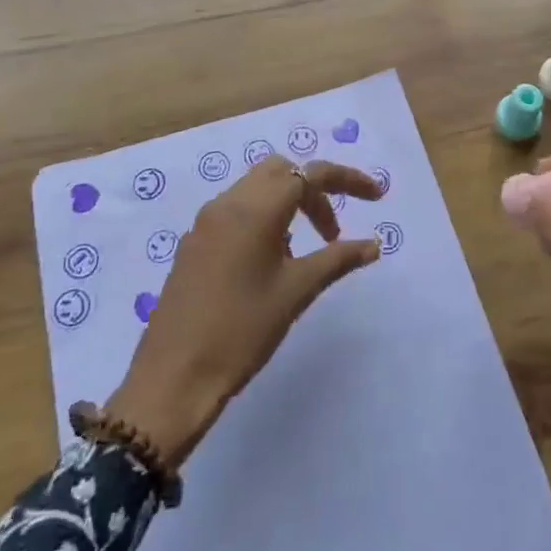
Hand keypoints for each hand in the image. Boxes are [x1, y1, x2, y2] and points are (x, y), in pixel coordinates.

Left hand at [107, 156, 382, 467]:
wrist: (173, 378)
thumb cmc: (242, 331)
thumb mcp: (296, 292)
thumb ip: (337, 259)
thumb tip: (373, 245)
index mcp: (256, 209)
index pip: (310, 174)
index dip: (347, 179)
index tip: (376, 196)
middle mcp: (228, 203)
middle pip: (281, 171)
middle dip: (314, 191)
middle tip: (331, 232)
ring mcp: (206, 222)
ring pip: (256, 188)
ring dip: (288, 204)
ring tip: (303, 251)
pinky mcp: (194, 243)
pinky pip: (236, 211)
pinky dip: (263, 218)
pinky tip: (269, 262)